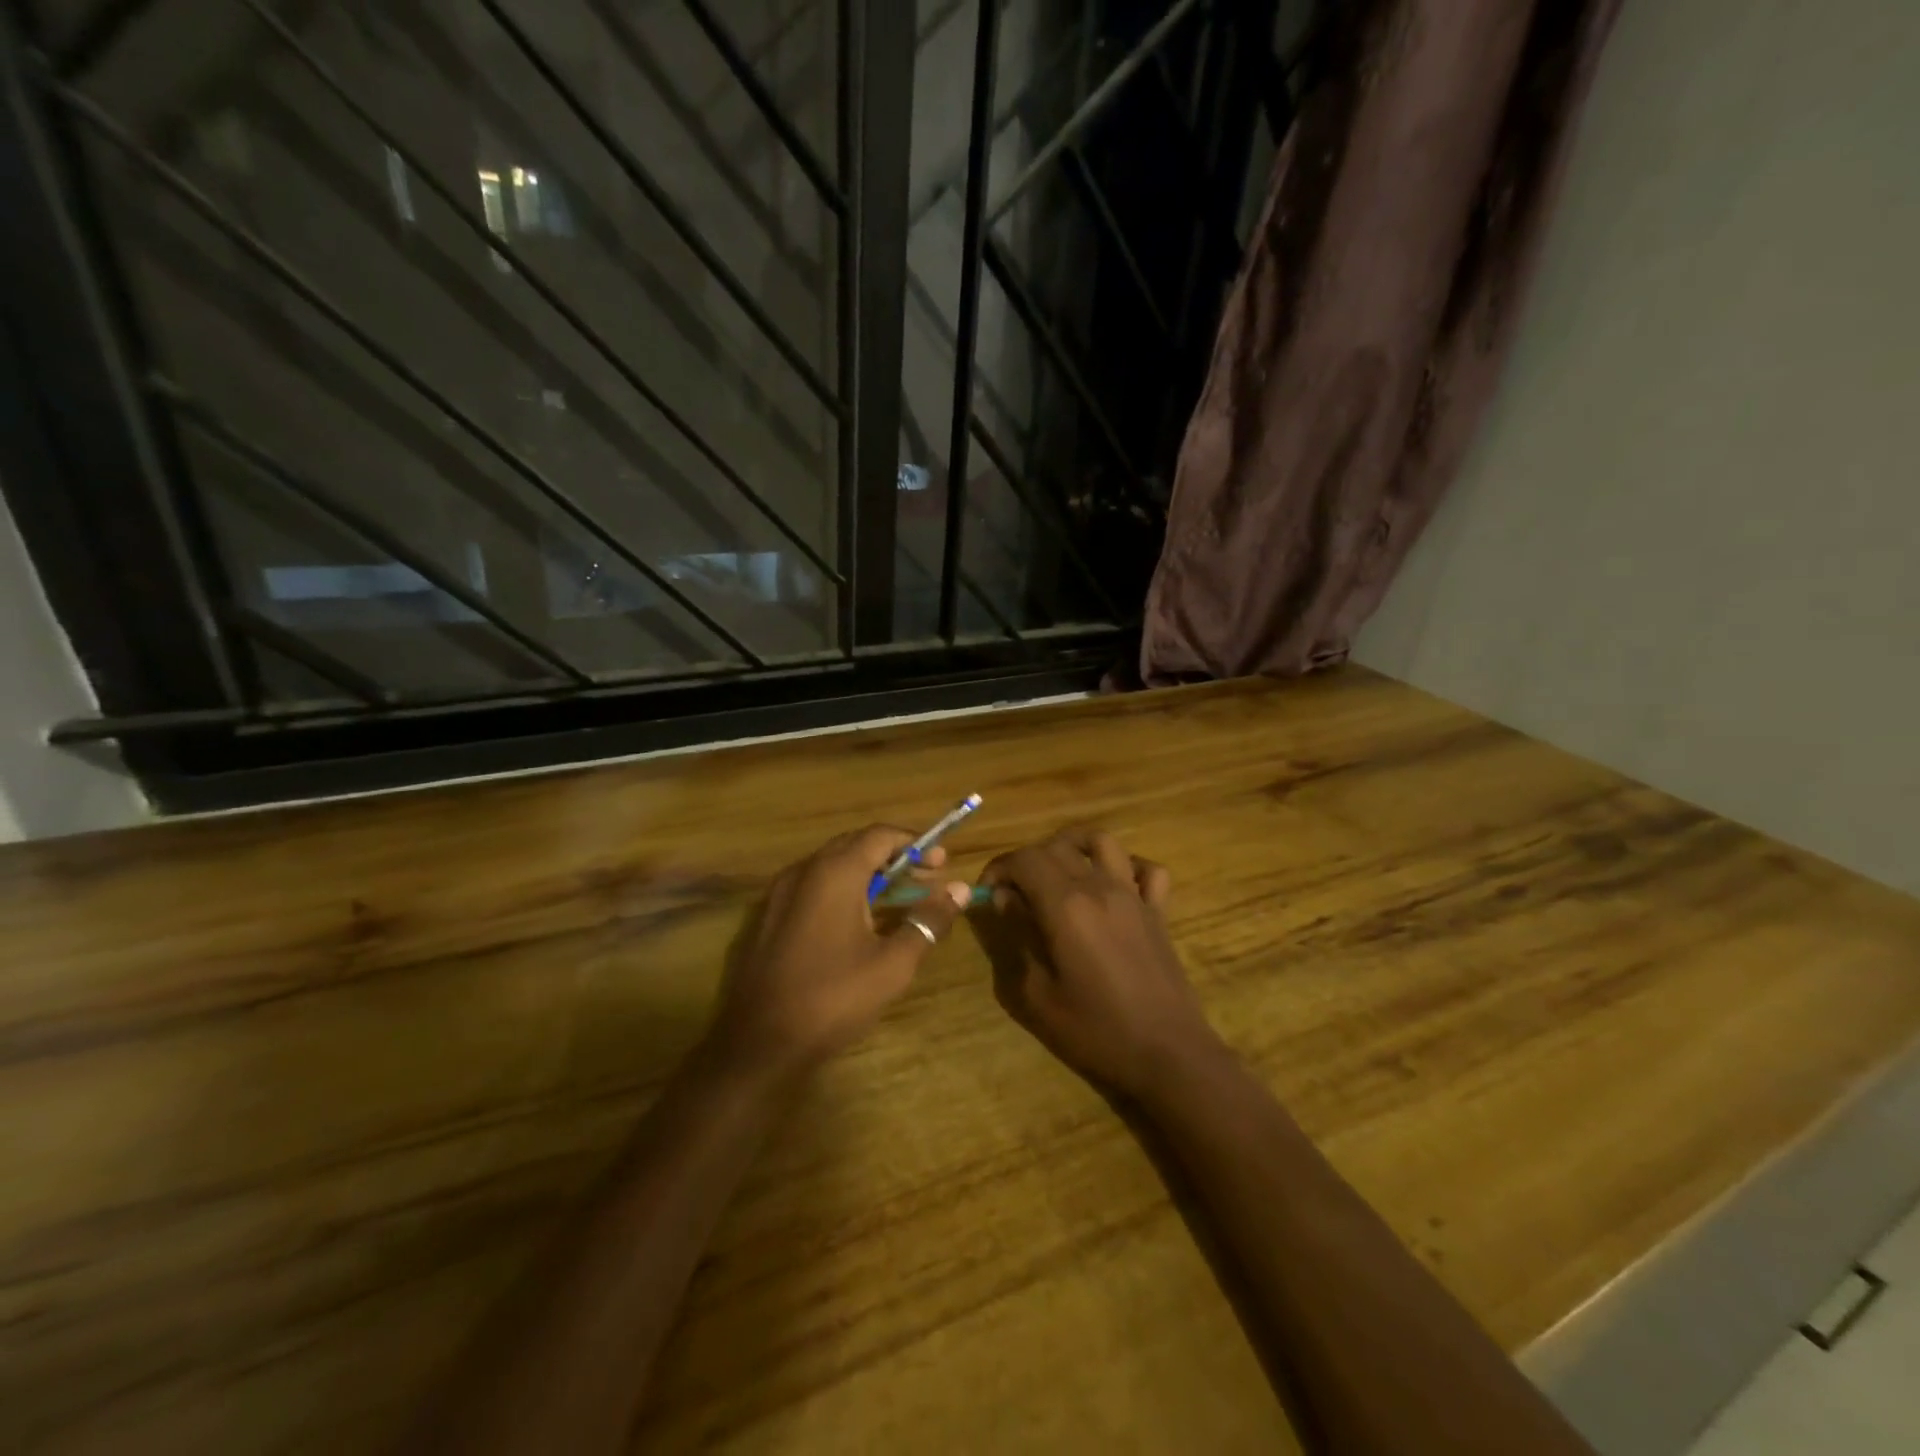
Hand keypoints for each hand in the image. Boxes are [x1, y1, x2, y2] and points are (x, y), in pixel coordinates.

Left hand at [707, 826, 970, 1081]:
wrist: (759, 1042)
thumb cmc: (833, 998)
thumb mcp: (893, 963)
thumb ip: (928, 920)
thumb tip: (960, 889)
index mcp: (834, 873)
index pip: (880, 835)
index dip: (914, 844)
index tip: (941, 863)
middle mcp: (804, 871)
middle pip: (855, 845)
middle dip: (893, 856)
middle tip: (925, 878)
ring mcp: (781, 893)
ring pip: (832, 866)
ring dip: (868, 873)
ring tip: (898, 898)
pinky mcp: (770, 917)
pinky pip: (813, 886)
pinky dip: (843, 890)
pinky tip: (859, 921)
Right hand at [983, 828, 1224, 1100]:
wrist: (1167, 1055)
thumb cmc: (1095, 1031)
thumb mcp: (1037, 996)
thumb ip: (1017, 939)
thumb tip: (1006, 901)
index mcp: (1066, 905)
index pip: (1024, 860)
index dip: (999, 869)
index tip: (988, 894)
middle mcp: (1100, 887)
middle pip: (1057, 847)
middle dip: (1027, 861)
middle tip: (1015, 893)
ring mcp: (1134, 896)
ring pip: (1102, 842)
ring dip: (1074, 847)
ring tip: (1059, 872)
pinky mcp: (1159, 912)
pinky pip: (1148, 870)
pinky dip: (1128, 867)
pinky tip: (1114, 886)